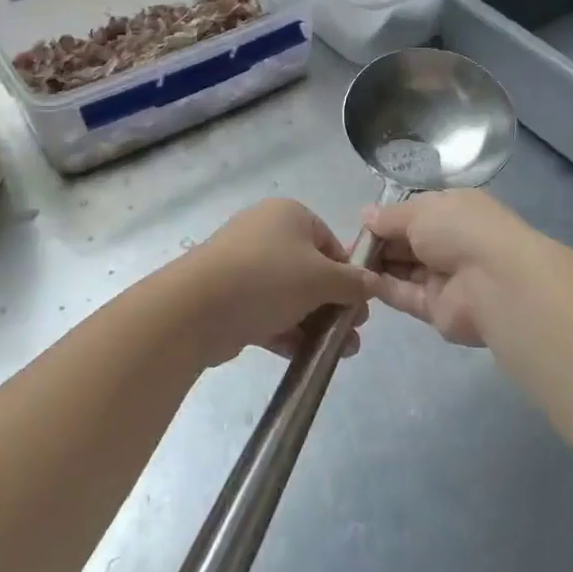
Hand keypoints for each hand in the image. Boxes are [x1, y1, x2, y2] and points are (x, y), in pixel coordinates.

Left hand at [177, 200, 377, 366]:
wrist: (197, 307)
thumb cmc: (268, 278)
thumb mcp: (321, 278)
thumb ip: (353, 283)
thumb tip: (375, 282)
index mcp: (289, 215)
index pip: (330, 242)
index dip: (349, 274)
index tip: (360, 305)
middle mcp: (265, 233)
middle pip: (311, 270)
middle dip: (334, 304)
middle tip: (351, 334)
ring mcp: (244, 265)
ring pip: (289, 294)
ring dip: (315, 323)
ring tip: (337, 353)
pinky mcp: (230, 296)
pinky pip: (267, 311)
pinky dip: (287, 330)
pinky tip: (306, 356)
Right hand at [362, 189, 533, 346]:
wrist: (495, 283)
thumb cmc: (460, 230)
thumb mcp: (420, 210)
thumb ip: (389, 216)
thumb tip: (365, 215)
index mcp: (452, 212)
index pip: (414, 214)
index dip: (386, 220)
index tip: (360, 224)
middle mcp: (449, 243)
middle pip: (405, 243)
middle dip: (378, 243)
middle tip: (346, 246)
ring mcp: (444, 277)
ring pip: (402, 270)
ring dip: (376, 265)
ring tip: (345, 263)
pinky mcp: (436, 309)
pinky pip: (404, 295)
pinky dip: (382, 287)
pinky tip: (358, 281)